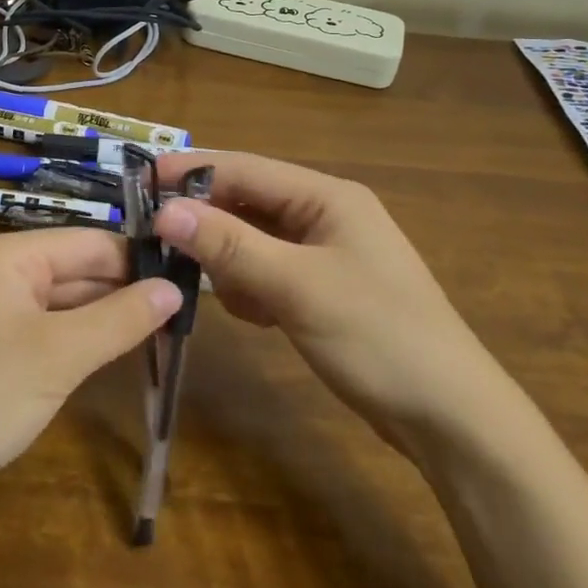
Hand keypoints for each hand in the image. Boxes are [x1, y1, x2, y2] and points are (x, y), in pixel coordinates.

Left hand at [0, 229, 180, 492]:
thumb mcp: (59, 355)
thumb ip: (120, 318)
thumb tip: (175, 289)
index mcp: (6, 255)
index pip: (88, 242)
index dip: (137, 260)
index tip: (188, 281)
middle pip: (73, 269)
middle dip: (123, 290)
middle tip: (182, 312)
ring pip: (59, 301)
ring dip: (102, 316)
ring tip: (161, 331)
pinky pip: (42, 328)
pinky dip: (75, 338)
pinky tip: (111, 351)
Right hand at [153, 152, 512, 453]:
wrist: (450, 419)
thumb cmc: (378, 338)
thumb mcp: (297, 286)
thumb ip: (230, 246)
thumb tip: (165, 211)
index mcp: (327, 197)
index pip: (244, 168)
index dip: (190, 172)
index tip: (137, 183)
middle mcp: (324, 215)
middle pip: (246, 203)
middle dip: (206, 222)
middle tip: (155, 242)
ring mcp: (324, 255)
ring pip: (252, 241)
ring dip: (228, 262)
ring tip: (220, 292)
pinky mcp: (321, 291)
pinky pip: (267, 273)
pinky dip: (250, 290)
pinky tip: (255, 317)